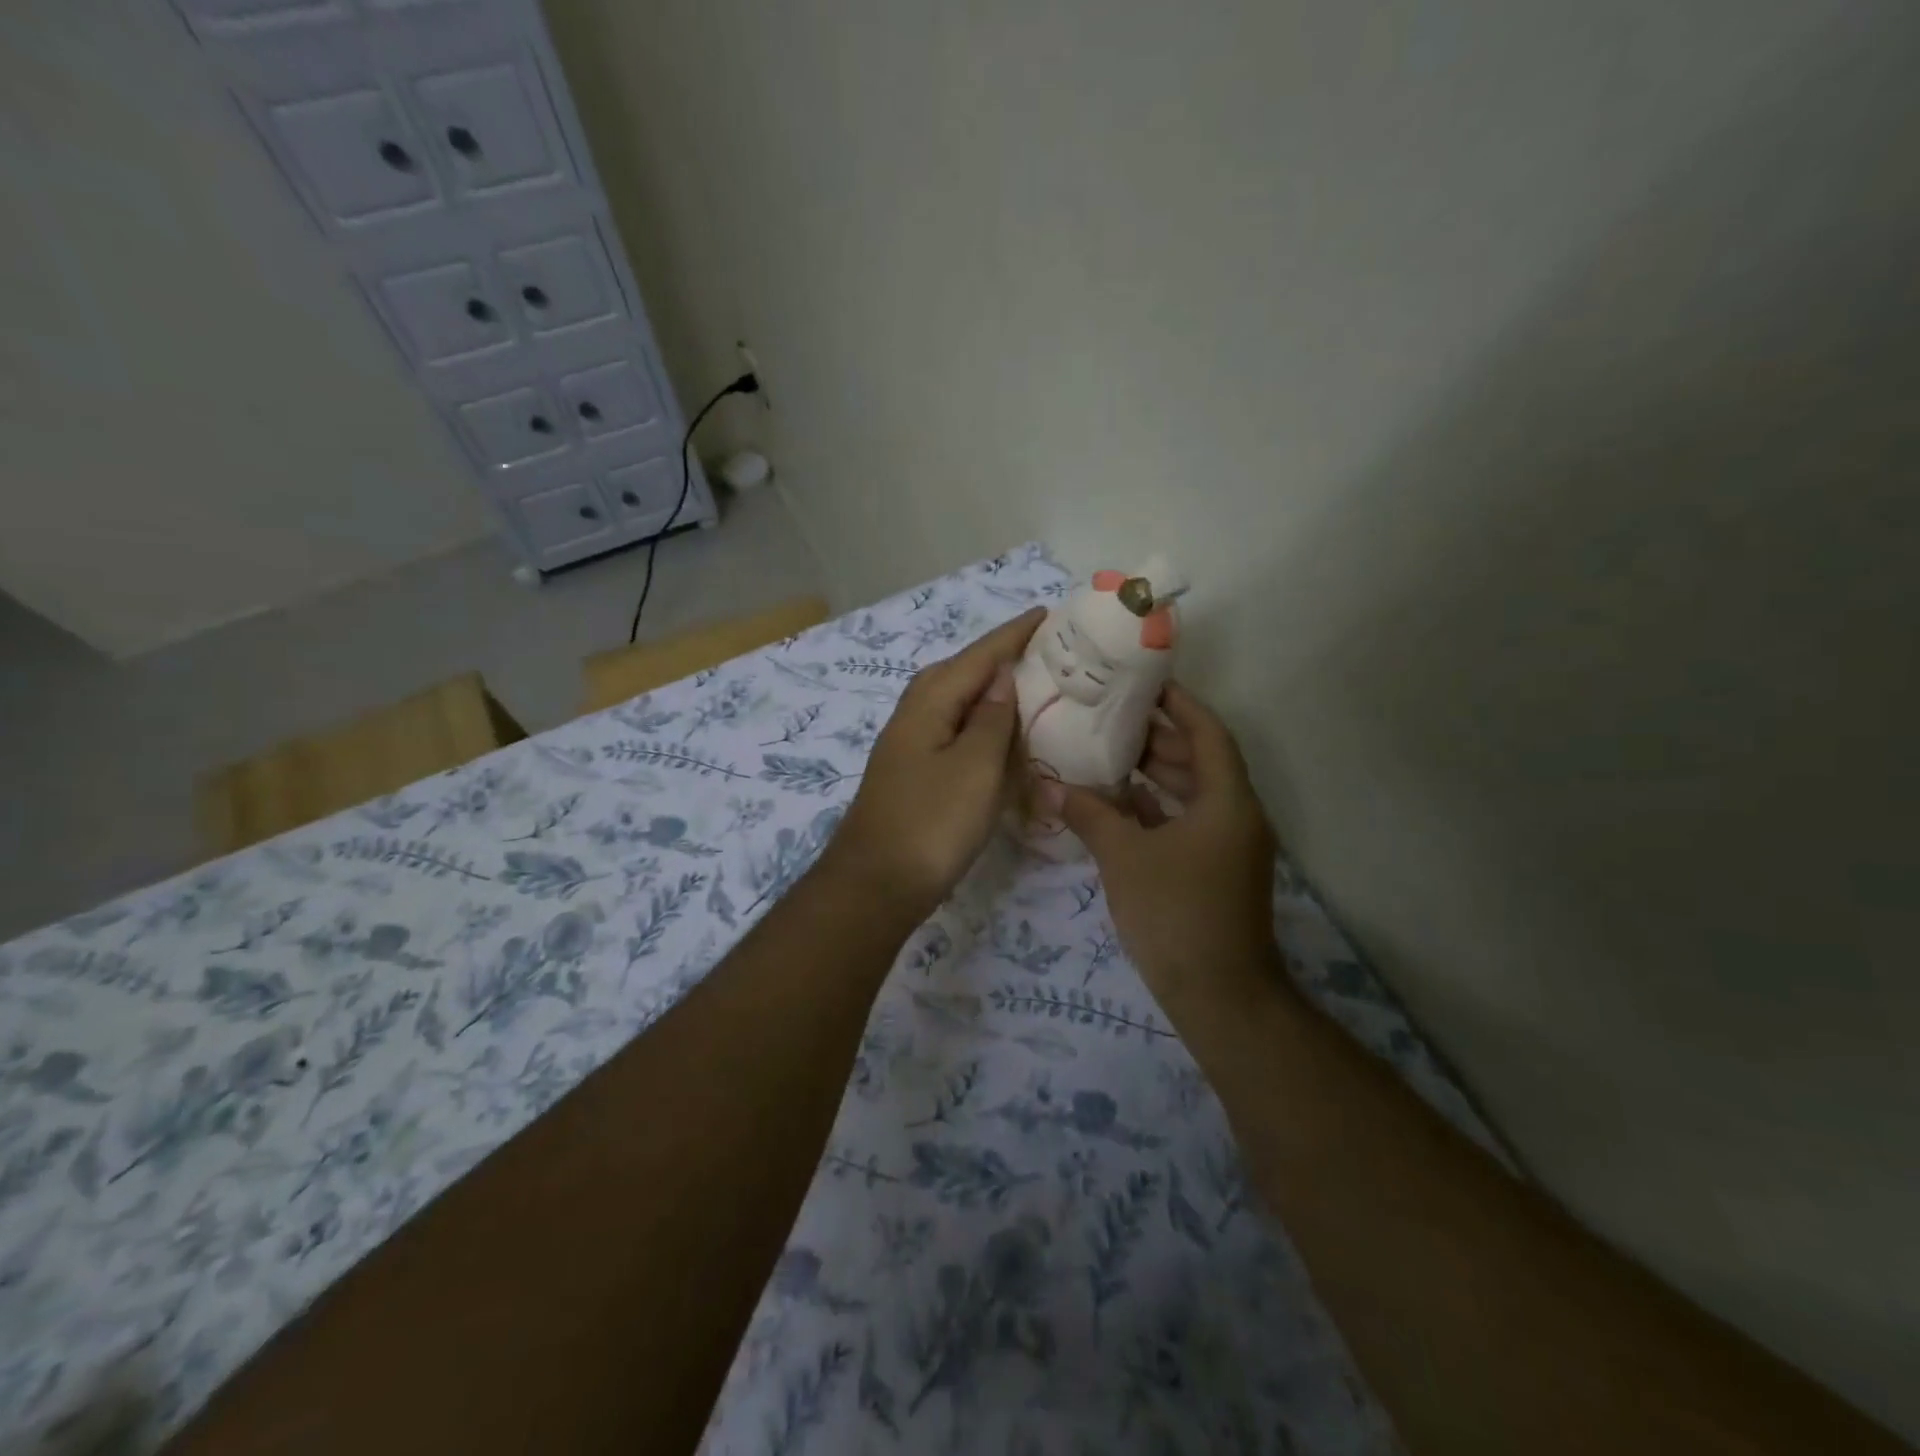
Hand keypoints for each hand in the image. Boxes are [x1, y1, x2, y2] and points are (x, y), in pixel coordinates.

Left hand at [826, 607, 1044, 919]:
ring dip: (992, 690)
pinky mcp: (915, 771)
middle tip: (1048, 650)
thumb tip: (1002, 674)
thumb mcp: (975, 766)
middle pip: (964, 671)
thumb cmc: (932, 822)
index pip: (981, 655)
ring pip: (958, 702)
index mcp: (931, 700)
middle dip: (1003, 656)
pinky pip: (955, 731)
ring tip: (1032, 684)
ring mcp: (911, 743)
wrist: (877, 884)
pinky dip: (982, 724)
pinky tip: (1001, 736)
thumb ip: (992, 717)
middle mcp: (916, 712)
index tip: (1049, 613)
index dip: (1015, 635)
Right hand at [1046, 683, 1279, 1005]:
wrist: (1218, 995)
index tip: (1146, 683)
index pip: (1208, 733)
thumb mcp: (1125, 857)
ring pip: (1192, 793)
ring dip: (1156, 772)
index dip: (1180, 704)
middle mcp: (1235, 815)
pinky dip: (1156, 808)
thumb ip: (1089, 815)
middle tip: (1113, 715)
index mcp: (1227, 801)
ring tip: (1109, 750)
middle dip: (1160, 736)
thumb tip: (1049, 784)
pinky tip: (1119, 802)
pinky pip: (1186, 823)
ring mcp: (1227, 846)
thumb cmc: (1175, 913)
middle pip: (1201, 760)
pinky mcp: (1214, 870)